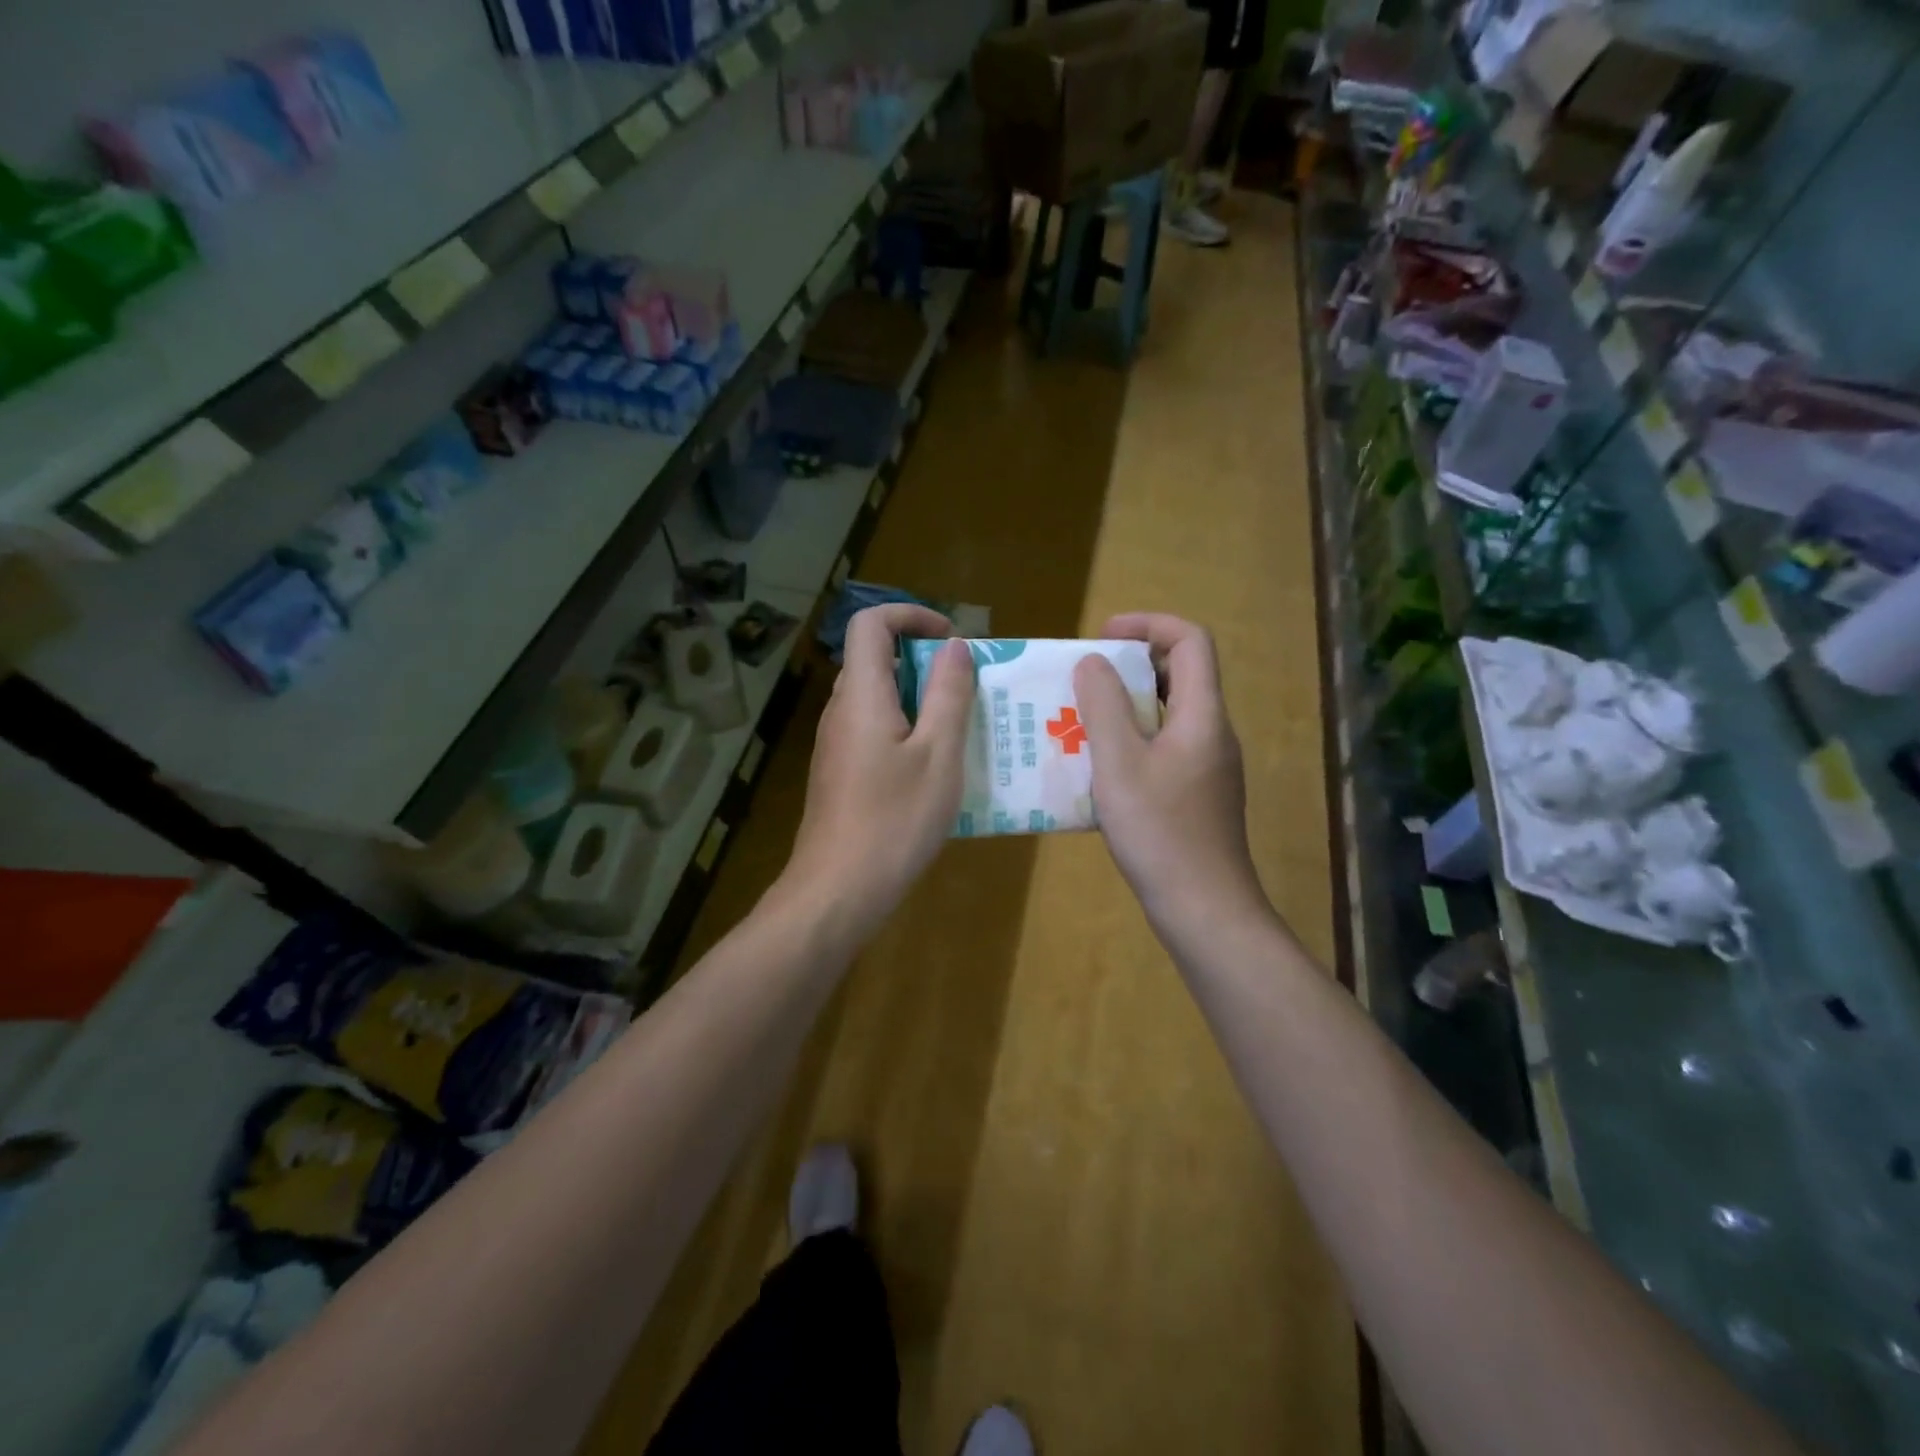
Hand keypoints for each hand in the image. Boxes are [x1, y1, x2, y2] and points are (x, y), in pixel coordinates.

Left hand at [783, 604, 974, 931]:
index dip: (910, 615)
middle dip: (923, 660)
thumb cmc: (895, 820)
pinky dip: (905, 729)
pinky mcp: (839, 773)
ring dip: (918, 698)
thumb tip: (955, 647)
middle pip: (874, 659)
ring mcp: (835, 744)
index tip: (951, 639)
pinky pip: (873, 730)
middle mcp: (840, 711)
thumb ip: (949, 694)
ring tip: (961, 725)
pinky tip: (935, 767)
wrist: (839, 890)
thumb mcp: (939, 755)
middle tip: (967, 686)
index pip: (870, 623)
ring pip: (876, 698)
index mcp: (861, 695)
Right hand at [1073, 614, 1266, 934]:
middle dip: (1131, 664)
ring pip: (1168, 713)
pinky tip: (1097, 766)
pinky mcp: (1196, 793)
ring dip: (1126, 705)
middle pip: (1181, 673)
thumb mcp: (1119, 763)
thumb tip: (1093, 662)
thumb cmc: (1159, 831)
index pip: (1191, 640)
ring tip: (1080, 718)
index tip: (1102, 636)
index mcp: (1202, 715)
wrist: (1203, 908)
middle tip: (1084, 678)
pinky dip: (1132, 739)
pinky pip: (1164, 746)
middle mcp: (1212, 732)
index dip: (1149, 624)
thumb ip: (1103, 706)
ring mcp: (1207, 765)